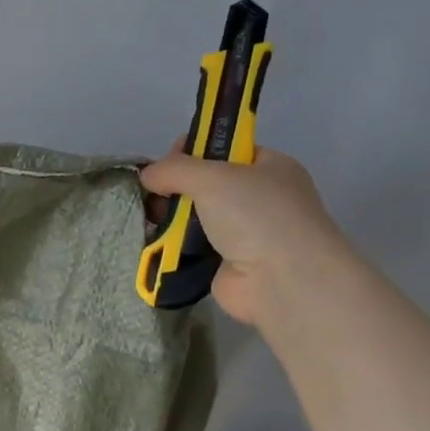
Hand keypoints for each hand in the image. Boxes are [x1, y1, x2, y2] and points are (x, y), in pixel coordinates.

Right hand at [139, 146, 338, 327]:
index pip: (225, 149)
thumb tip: (148, 175)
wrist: (282, 281)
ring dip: (171, 217)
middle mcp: (260, 198)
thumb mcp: (212, 175)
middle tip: (154, 194)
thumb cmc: (256, 215)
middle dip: (176, 187)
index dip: (193, 150)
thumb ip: (174, 168)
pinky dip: (174, 246)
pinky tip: (155, 243)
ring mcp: (246, 234)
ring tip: (150, 220)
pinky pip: (193, 248)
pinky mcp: (228, 265)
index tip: (167, 162)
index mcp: (269, 167)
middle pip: (206, 184)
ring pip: (197, 217)